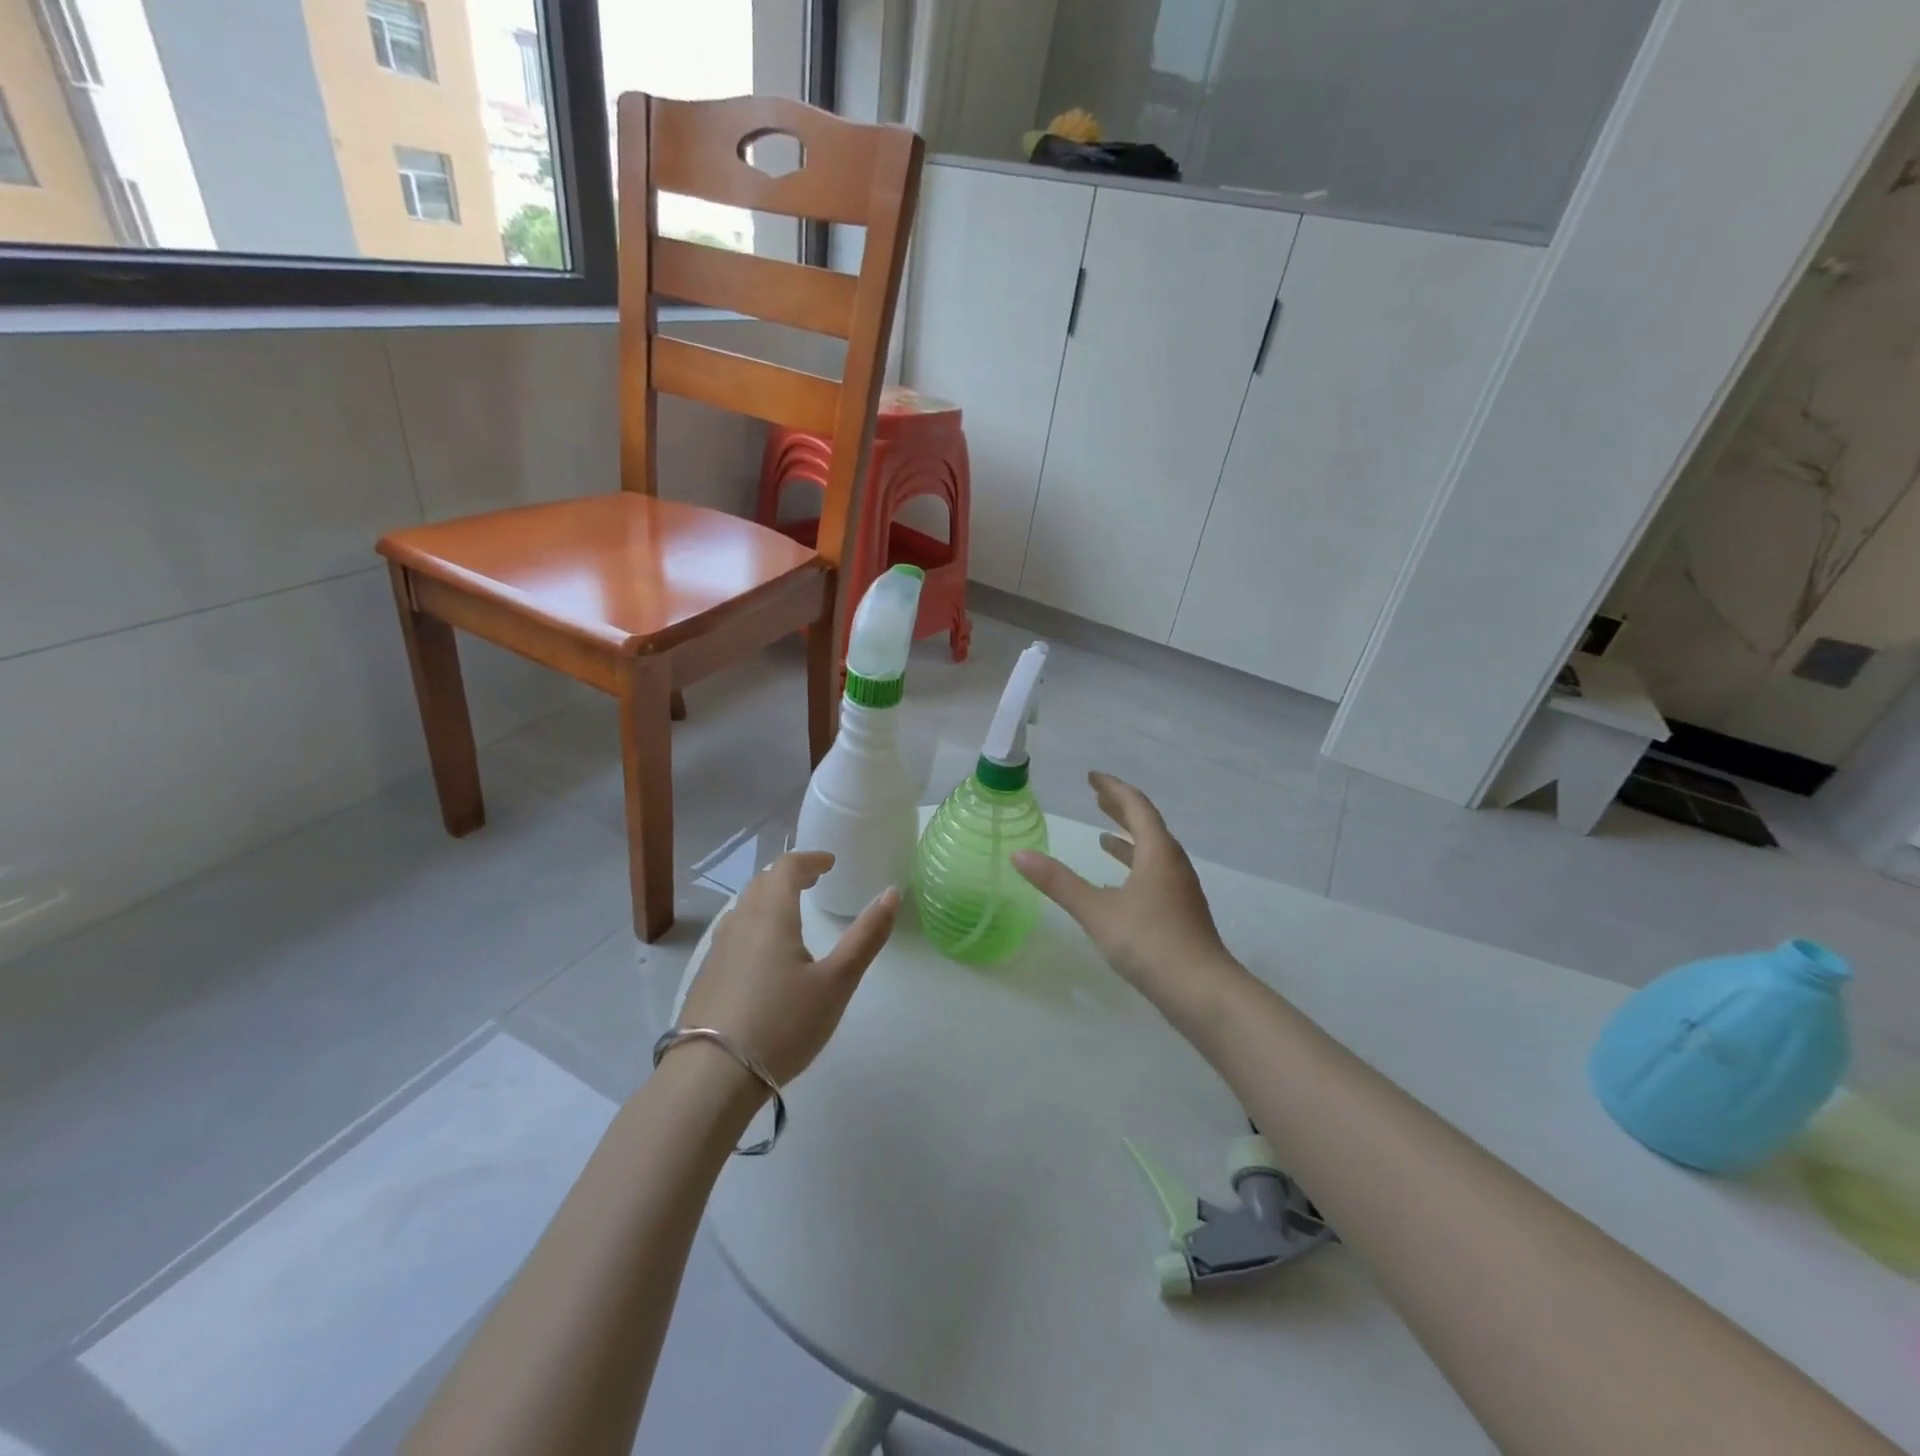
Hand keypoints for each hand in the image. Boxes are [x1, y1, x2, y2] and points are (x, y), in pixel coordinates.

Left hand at [678, 852, 898, 1087]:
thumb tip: (891, 893)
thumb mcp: (836, 982)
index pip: (786, 867)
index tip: (830, 862)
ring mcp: (718, 950)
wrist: (711, 1077)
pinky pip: (734, 933)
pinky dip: (754, 924)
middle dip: (789, 876)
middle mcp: (740, 922)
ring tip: (791, 912)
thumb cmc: (783, 1023)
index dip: (810, 859)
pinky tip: (764, 953)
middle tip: (813, 881)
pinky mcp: (707, 977)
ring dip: (769, 899)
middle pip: (762, 883)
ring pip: (744, 908)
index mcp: (771, 914)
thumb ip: (866, 936)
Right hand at [1012, 772, 1241, 1029]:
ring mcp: (1179, 890)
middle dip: (1120, 809)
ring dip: (1128, 838)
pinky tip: (1116, 885)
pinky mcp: (1179, 912)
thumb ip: (1058, 882)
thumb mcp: (1097, 911)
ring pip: (1152, 852)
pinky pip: (1153, 874)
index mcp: (1157, 852)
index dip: (1113, 789)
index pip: (1136, 807)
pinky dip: (1133, 867)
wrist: (1203, 993)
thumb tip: (1019, 854)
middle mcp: (1172, 864)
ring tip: (1104, 835)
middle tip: (1096, 797)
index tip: (1092, 777)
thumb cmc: (1150, 942)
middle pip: (1147, 825)